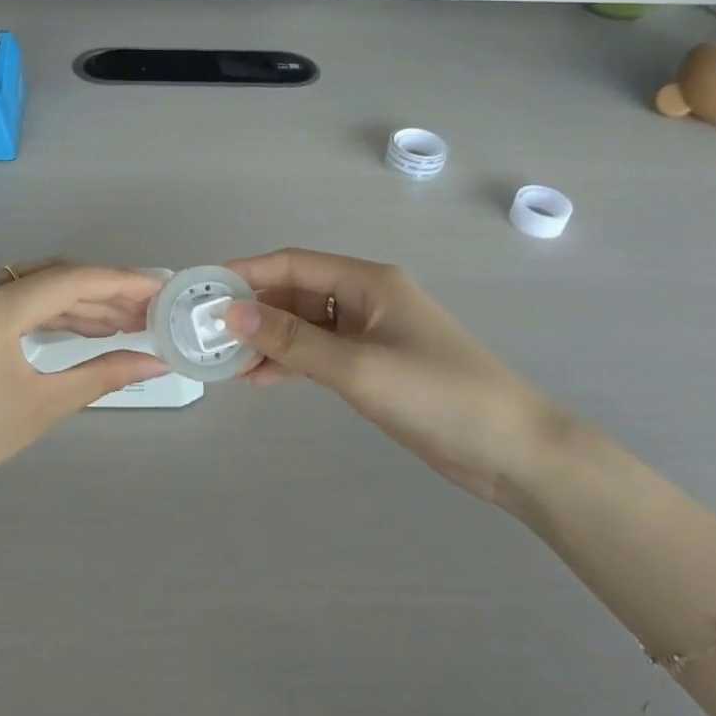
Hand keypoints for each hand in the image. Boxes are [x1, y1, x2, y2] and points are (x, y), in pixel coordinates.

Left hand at [0, 262, 165, 523]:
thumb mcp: (40, 407)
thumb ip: (102, 374)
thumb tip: (157, 362)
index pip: (70, 280)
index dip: (121, 282)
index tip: (160, 288)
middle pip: (51, 275)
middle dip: (102, 291)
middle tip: (146, 311)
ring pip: (30, 284)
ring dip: (76, 301)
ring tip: (122, 323)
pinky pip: (9, 298)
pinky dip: (45, 310)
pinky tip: (78, 327)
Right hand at [224, 249, 566, 506]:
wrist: (512, 450)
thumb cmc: (437, 395)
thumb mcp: (357, 367)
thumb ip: (292, 341)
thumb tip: (230, 313)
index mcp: (367, 282)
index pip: (292, 265)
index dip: (246, 273)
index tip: (202, 290)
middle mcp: (365, 299)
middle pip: (296, 294)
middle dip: (253, 312)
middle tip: (208, 337)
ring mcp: (371, 333)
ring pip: (305, 326)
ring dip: (269, 341)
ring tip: (229, 365)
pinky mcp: (374, 364)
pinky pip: (320, 353)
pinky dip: (292, 362)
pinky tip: (263, 379)